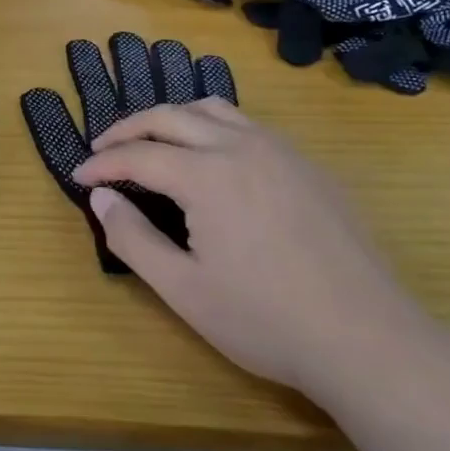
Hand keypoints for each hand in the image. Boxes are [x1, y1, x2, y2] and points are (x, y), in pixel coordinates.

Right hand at [72, 99, 421, 395]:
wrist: (369, 341)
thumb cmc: (266, 320)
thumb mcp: (183, 290)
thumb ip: (132, 238)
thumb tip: (101, 198)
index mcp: (207, 174)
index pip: (138, 154)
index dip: (102, 164)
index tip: (80, 177)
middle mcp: (241, 146)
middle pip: (170, 116)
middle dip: (128, 129)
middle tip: (103, 149)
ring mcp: (281, 151)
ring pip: (213, 109)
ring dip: (172, 118)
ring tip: (152, 141)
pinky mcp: (309, 166)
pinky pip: (249, 126)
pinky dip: (213, 127)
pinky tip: (212, 158)